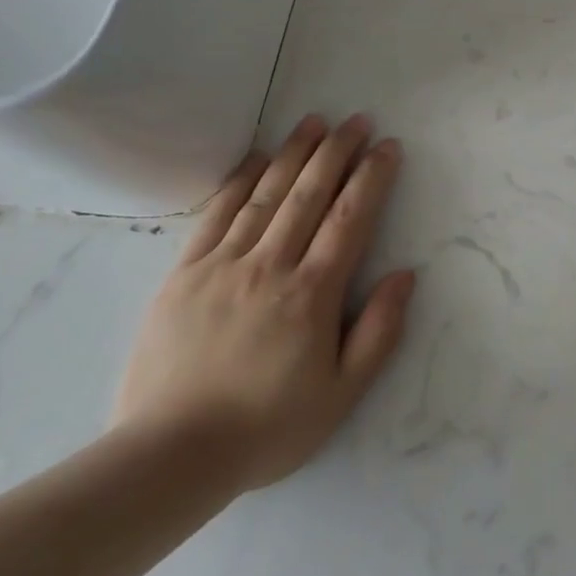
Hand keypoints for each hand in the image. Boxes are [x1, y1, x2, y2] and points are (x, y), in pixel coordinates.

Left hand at [111, 114, 415, 491]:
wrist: (170, 455)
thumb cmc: (268, 426)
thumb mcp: (342, 393)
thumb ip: (379, 331)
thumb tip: (405, 274)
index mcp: (312, 293)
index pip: (350, 219)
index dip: (372, 177)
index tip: (388, 146)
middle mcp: (270, 266)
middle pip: (310, 195)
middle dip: (337, 151)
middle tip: (357, 119)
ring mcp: (223, 265)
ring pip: (266, 195)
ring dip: (293, 154)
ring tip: (314, 121)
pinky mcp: (184, 274)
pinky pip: (216, 215)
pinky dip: (239, 181)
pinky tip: (256, 159)